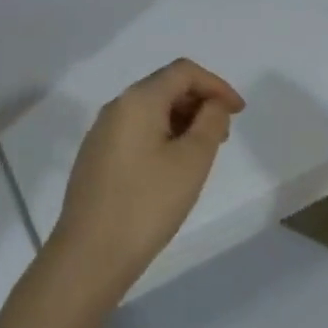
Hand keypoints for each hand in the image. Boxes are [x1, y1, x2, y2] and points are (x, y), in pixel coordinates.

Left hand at [48, 58, 244, 299]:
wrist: (89, 256)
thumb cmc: (147, 204)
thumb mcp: (192, 161)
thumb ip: (211, 123)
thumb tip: (213, 105)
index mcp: (138, 99)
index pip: (184, 72)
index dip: (216, 85)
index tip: (239, 112)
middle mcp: (116, 107)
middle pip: (165, 87)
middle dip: (199, 103)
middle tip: (224, 134)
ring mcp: (101, 133)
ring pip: (150, 111)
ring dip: (182, 121)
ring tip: (202, 153)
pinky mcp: (96, 157)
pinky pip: (136, 131)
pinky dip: (162, 136)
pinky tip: (172, 168)